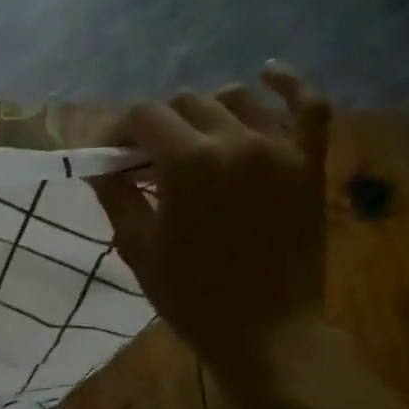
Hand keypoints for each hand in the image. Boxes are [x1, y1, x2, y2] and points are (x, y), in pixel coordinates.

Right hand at [91, 64, 332, 398]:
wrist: (266, 333)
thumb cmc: (192, 298)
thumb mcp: (138, 249)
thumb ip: (116, 196)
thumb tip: (98, 166)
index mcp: (188, 163)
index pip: (143, 116)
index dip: (119, 130)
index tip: (110, 155)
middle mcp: (236, 141)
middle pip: (185, 103)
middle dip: (157, 125)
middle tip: (146, 160)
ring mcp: (280, 148)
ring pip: (236, 98)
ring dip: (205, 110)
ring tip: (193, 138)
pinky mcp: (309, 163)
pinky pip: (309, 105)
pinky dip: (288, 85)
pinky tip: (267, 75)